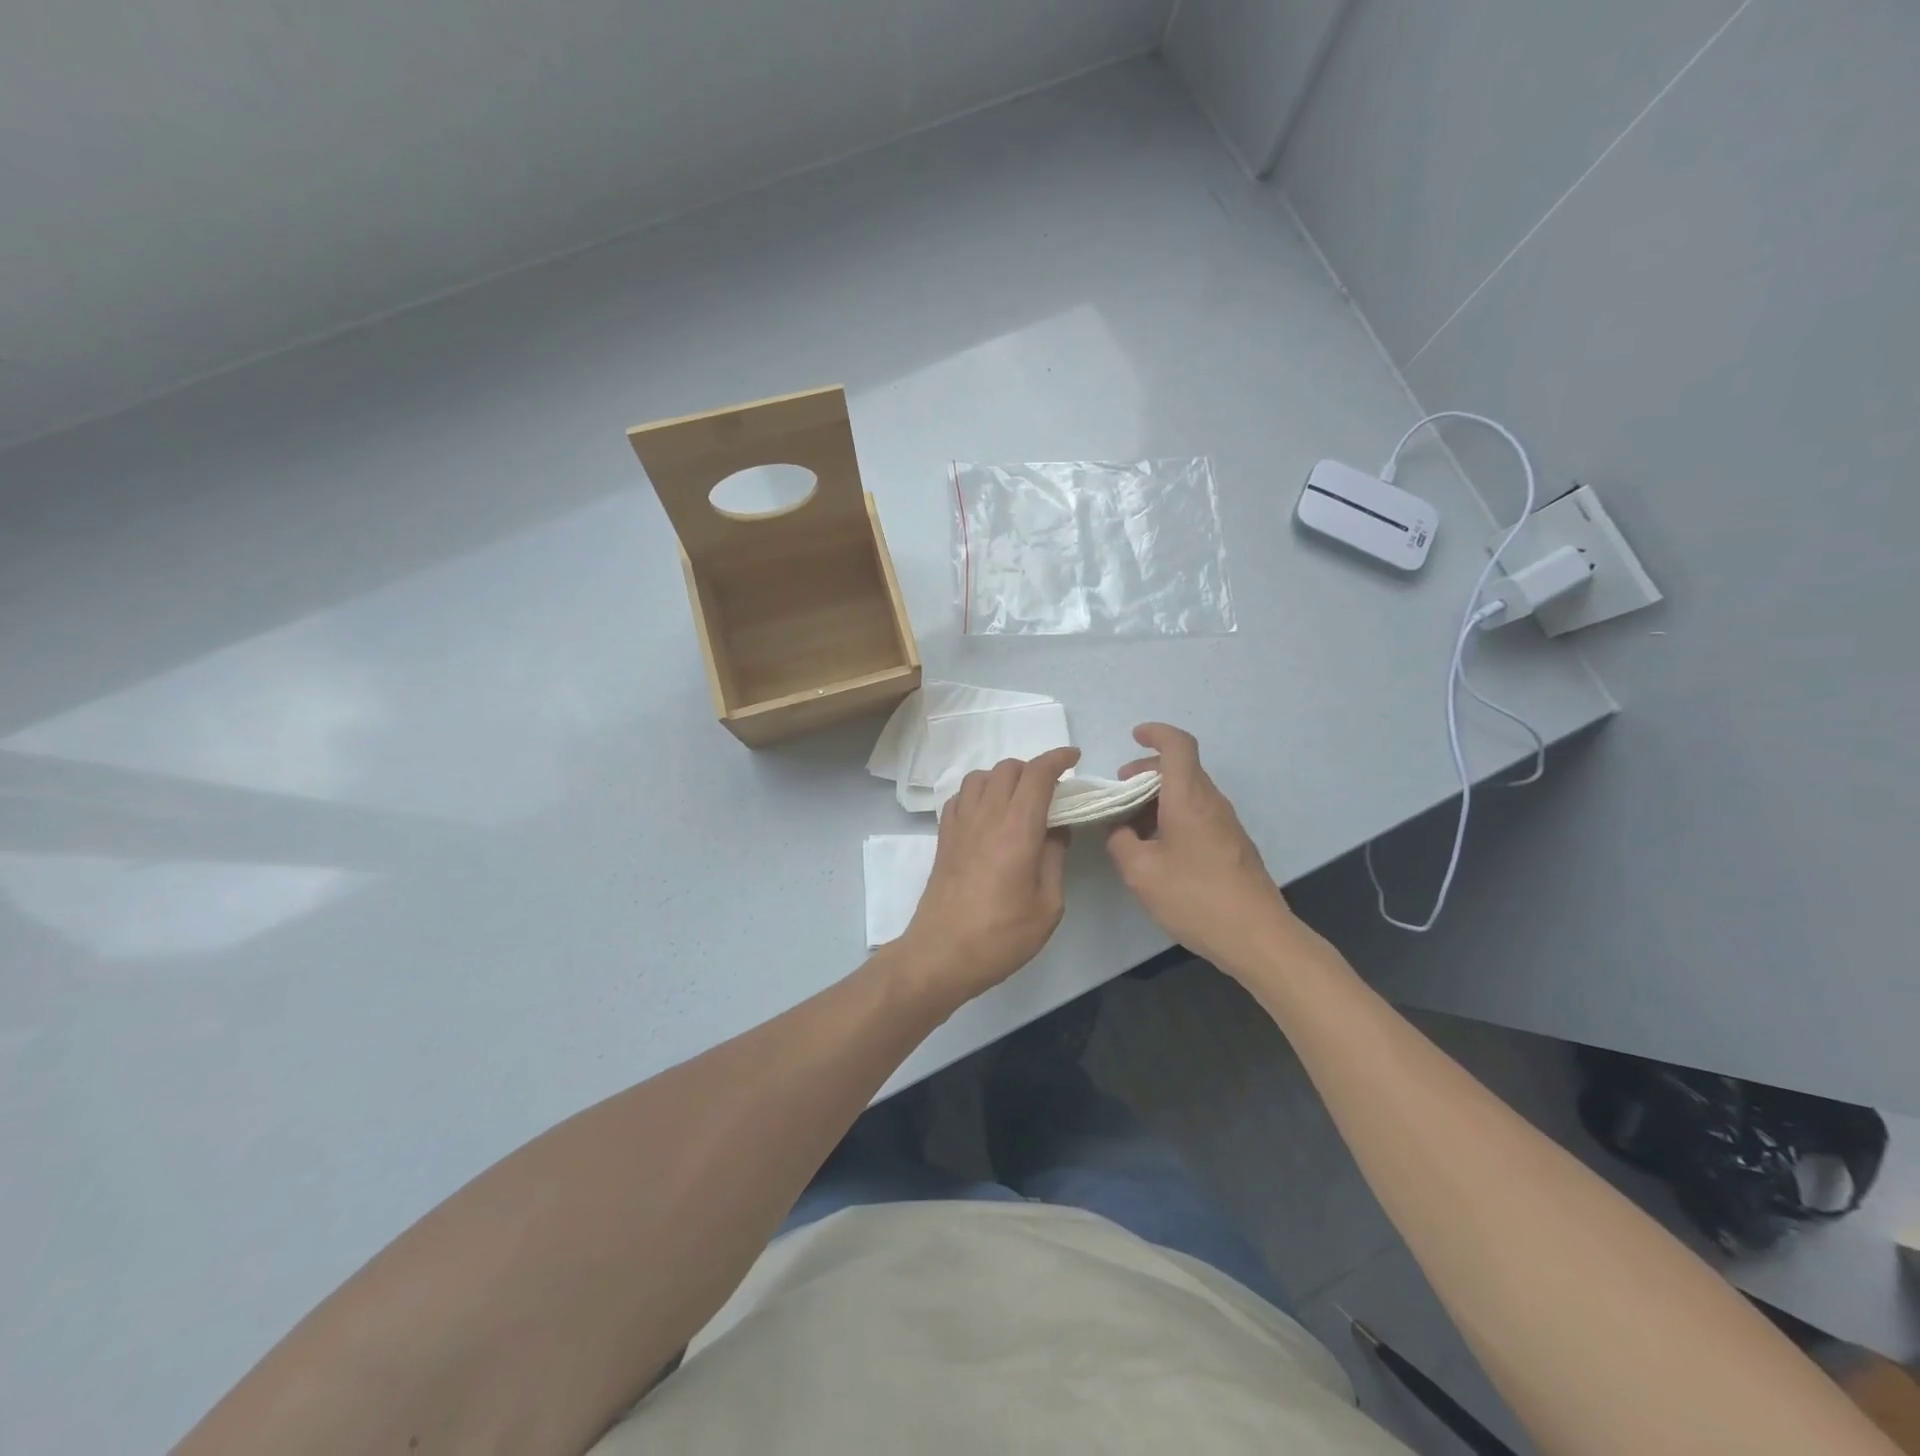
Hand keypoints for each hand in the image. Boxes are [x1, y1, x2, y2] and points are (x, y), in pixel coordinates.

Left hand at [898, 747, 1079, 1004]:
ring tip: (1018, 800)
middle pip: (1008, 768)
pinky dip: (978, 793)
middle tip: (1051, 791)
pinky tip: (988, 814)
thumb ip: (1055, 860)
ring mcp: (960, 824)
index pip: (1037, 774)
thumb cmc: (1001, 935)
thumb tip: (1057, 831)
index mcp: (1017, 828)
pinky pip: (960, 797)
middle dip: (1033, 769)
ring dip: (1003, 778)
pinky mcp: (943, 837)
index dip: (1057, 759)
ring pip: (980, 776)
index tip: (1074, 758)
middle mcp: (986, 815)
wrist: (942, 953)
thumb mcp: (1048, 906)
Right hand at [1105, 724, 1305, 969]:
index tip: (1135, 736)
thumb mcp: (1141, 872)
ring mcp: (1226, 824)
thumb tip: (1119, 830)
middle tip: (1118, 790)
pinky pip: (1197, 814)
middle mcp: (1211, 802)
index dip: (1156, 733)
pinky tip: (1156, 848)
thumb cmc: (1195, 897)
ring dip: (1158, 797)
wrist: (1257, 936)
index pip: (1178, 746)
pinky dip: (1172, 816)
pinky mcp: (1231, 846)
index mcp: (1189, 798)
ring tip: (1130, 824)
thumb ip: (1120, 843)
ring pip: (1189, 793)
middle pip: (1181, 769)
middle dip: (1146, 771)